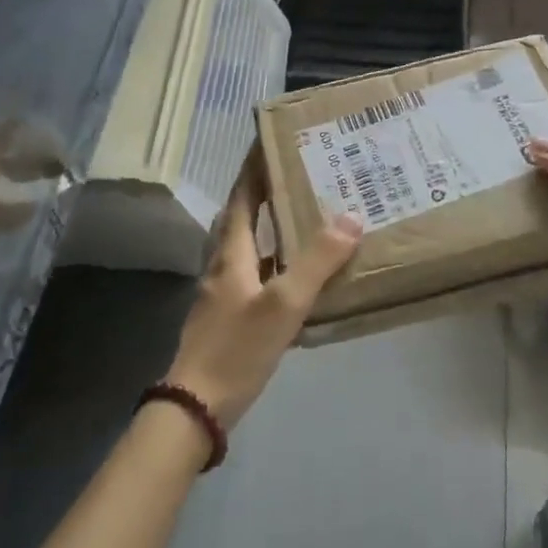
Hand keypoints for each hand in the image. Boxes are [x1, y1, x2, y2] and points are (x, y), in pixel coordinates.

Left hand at [165, 155, 361, 429]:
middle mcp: (224, 263)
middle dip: (267, 191)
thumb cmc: (237, 348)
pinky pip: (258, 273)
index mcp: (230, 251)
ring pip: (251, 245)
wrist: (196, 406)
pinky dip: (278, 262)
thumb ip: (317, 261)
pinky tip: (301, 274)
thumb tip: (351, 216)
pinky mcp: (231, 314)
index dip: (254, 167)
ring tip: (309, 215)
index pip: (241, 194)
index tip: (272, 141)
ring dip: (274, 226)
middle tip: (303, 174)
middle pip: (243, 216)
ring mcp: (225, 290)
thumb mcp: (283, 303)